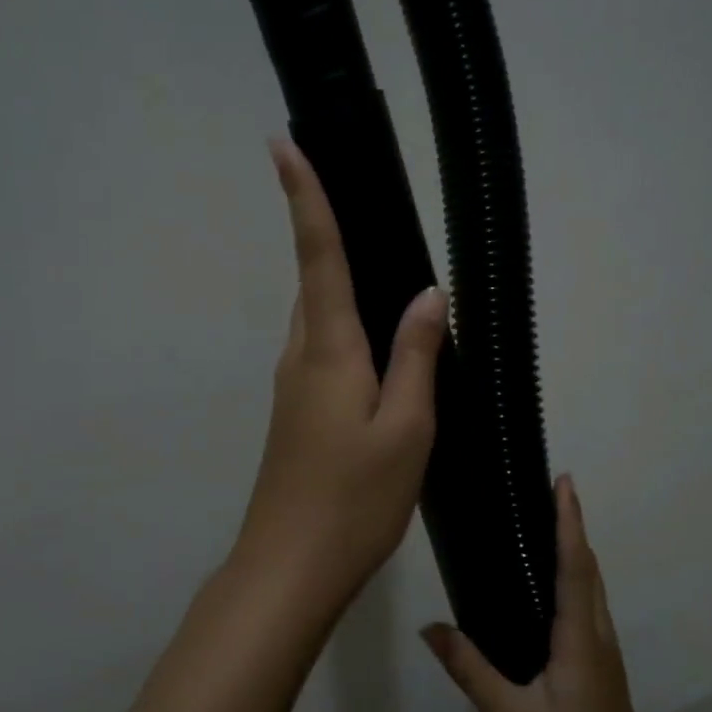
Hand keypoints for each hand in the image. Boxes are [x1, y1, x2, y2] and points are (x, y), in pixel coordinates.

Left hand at [230, 139, 446, 628]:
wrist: (290, 566)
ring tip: (384, 264)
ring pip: (319, 318)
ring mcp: (292, 387)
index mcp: (327, 349)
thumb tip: (428, 293)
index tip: (283, 144)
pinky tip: (379, 344)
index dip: (304, 198)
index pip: (317, 256)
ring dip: (340, 283)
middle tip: (362, 197)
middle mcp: (300, 357)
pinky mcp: (295, 414)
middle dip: (326, 231)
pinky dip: (346, 327)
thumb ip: (416, 356)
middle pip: (314, 281)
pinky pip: (322, 350)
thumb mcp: (406, 428)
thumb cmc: (354, 499)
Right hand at [421, 476, 653, 711]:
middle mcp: (597, 636)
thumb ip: (471, 671)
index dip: (569, 523)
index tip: (564, 482)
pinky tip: (552, 582)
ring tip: (549, 522)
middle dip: (573, 525)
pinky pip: (588, 605)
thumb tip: (430, 628)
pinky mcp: (600, 664)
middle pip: (588, 568)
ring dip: (576, 549)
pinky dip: (575, 575)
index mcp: (580, 641)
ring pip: (592, 586)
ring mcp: (604, 651)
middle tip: (550, 490)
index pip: (575, 568)